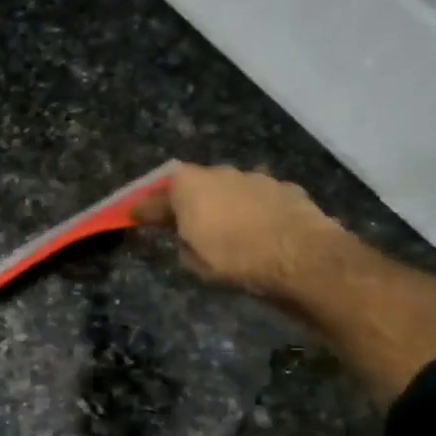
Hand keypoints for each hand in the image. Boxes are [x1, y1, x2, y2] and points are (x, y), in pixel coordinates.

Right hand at [133, 162, 355, 303]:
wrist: (303, 258)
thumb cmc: (237, 260)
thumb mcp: (195, 262)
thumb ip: (182, 243)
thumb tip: (185, 237)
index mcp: (189, 186)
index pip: (155, 197)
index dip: (143, 209)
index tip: (132, 216)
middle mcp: (219, 173)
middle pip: (193, 185)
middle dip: (184, 201)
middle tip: (179, 221)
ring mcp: (255, 177)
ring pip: (227, 189)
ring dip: (220, 204)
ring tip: (222, 227)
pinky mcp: (284, 188)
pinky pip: (256, 198)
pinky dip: (250, 210)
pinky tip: (255, 229)